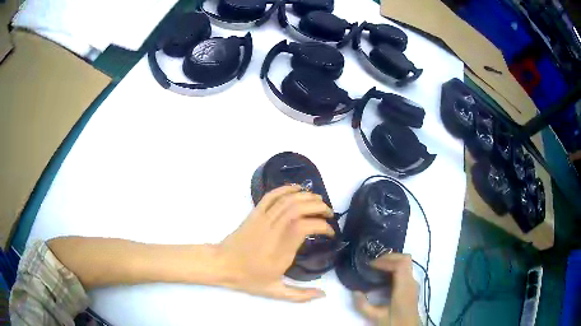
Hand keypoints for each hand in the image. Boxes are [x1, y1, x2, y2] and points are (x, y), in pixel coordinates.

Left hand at [216, 185, 334, 301]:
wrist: (221, 264)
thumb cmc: (248, 278)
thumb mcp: (274, 291)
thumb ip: (300, 295)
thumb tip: (323, 295)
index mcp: (280, 250)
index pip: (306, 227)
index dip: (322, 226)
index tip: (330, 233)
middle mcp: (273, 230)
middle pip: (298, 208)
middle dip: (318, 207)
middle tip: (328, 214)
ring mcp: (263, 219)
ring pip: (287, 200)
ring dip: (306, 197)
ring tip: (319, 201)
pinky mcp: (255, 213)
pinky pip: (271, 196)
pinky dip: (286, 189)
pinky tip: (297, 189)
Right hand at [354, 253, 419, 324]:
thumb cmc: (394, 322)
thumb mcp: (376, 317)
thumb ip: (363, 305)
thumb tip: (354, 291)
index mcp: (404, 287)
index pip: (400, 264)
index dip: (385, 260)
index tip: (370, 265)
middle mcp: (411, 282)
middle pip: (405, 259)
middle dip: (388, 257)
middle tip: (372, 263)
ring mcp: (413, 283)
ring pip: (406, 263)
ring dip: (391, 261)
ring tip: (376, 268)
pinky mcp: (411, 286)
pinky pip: (405, 270)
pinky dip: (394, 267)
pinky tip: (382, 276)